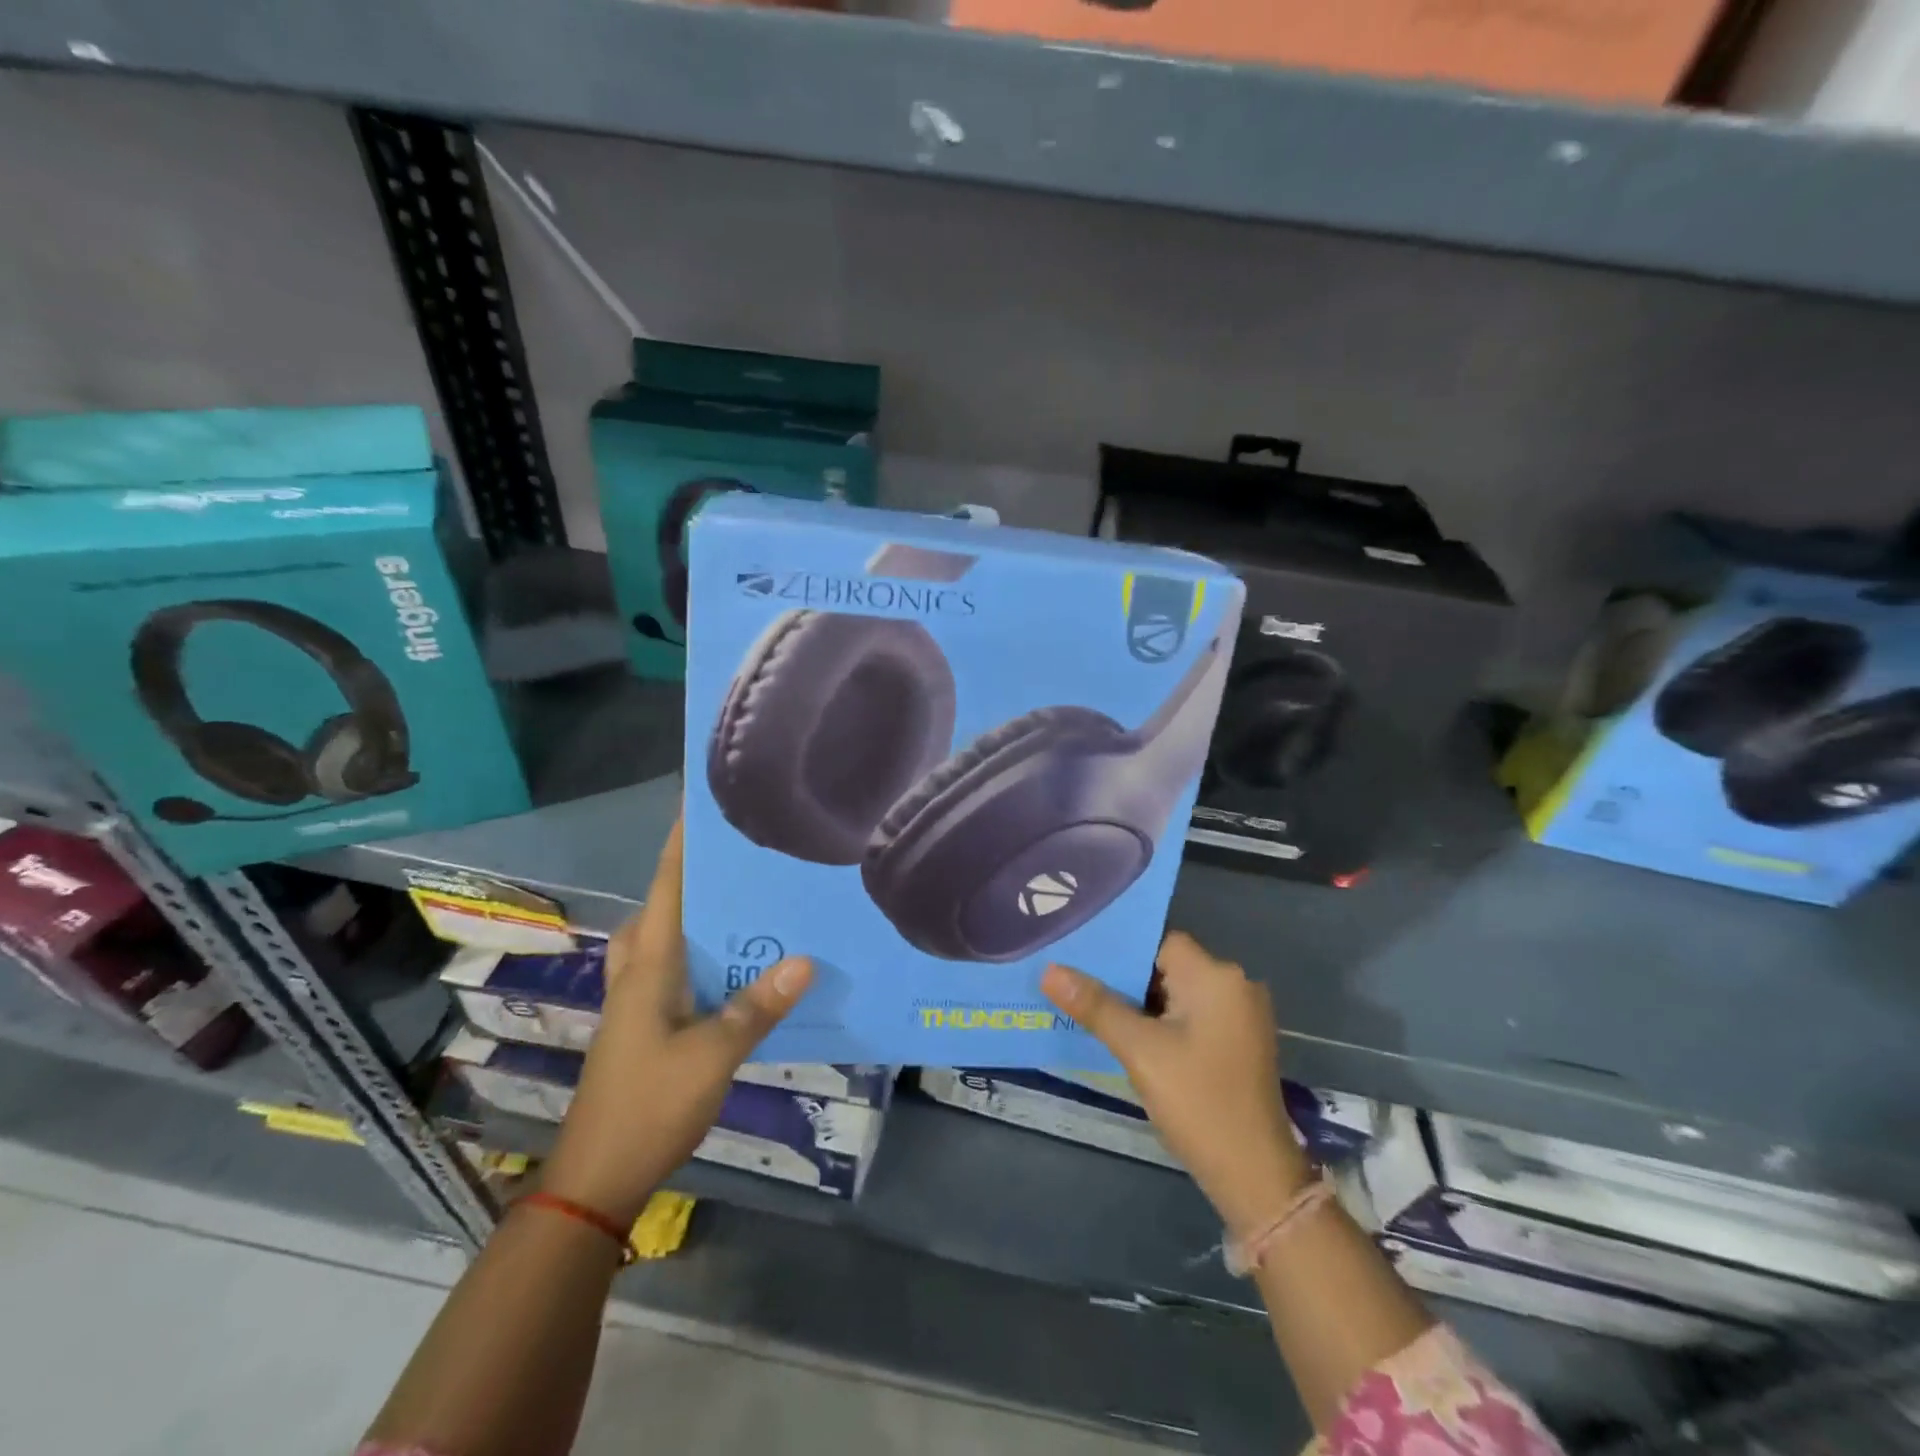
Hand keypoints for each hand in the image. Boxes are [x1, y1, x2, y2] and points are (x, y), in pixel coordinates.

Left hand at [540, 820, 813, 1226]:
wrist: (597, 1176)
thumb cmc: (649, 1105)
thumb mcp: (713, 1055)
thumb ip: (757, 1007)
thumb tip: (806, 960)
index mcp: (650, 963)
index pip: (666, 885)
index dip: (682, 842)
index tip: (702, 802)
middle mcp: (641, 969)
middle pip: (667, 903)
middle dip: (701, 871)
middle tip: (749, 850)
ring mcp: (641, 997)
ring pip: (672, 935)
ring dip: (703, 911)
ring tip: (753, 895)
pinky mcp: (650, 1021)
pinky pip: (680, 967)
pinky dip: (706, 951)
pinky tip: (743, 961)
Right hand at [1042, 932, 1309, 1236]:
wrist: (1255, 1175)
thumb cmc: (1198, 1101)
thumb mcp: (1139, 1050)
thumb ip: (1095, 1005)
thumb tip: (1050, 970)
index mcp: (1216, 976)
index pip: (1158, 942)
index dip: (1120, 951)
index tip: (1080, 961)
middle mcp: (1235, 984)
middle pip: (1167, 966)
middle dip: (1125, 979)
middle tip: (1077, 987)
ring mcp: (1241, 1015)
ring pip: (1177, 993)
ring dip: (1141, 1003)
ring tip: (1095, 1011)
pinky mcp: (1239, 1041)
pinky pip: (1191, 1015)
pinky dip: (1162, 1022)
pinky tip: (1130, 1037)